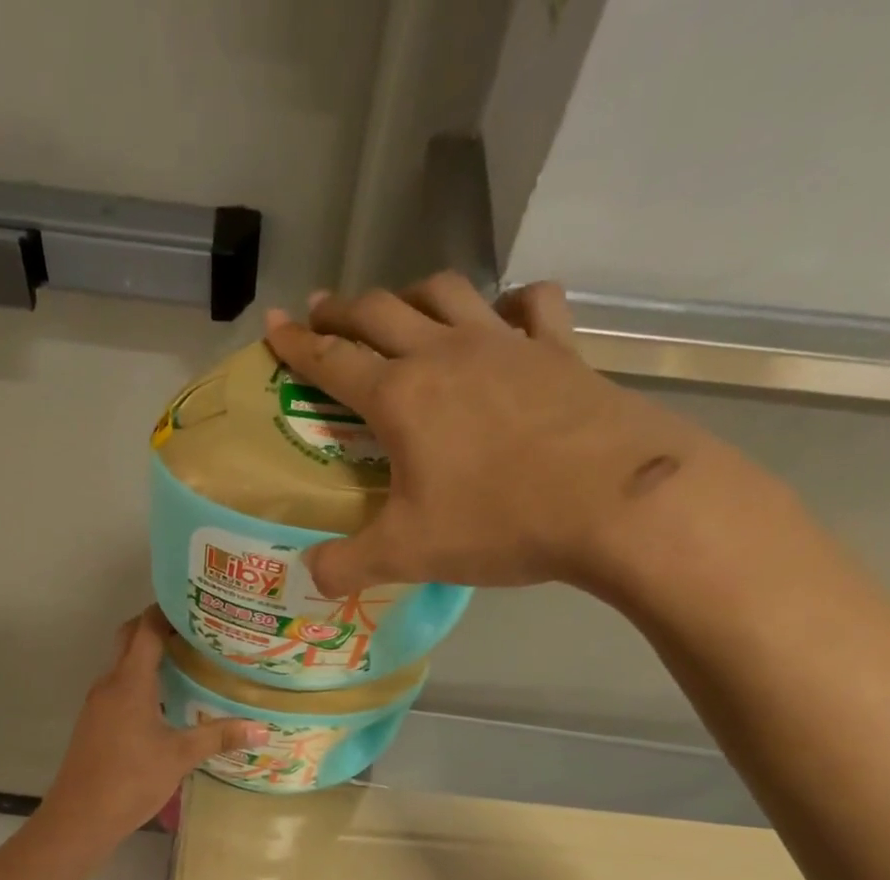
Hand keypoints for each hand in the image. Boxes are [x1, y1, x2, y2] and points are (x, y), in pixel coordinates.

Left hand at [41, 609, 265, 841]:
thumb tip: (263, 728)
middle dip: (158, 628)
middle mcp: (109, 684)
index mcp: (129, 682)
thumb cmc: (129, 780)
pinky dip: (141, 682)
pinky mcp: (95, 723)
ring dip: (150, 657)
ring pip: (123, 665)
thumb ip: (219, 737)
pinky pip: (120, 688)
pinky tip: (167, 700)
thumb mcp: (179, 757)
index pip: (146, 629)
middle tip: (197, 631)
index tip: (197, 605)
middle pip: (130, 640)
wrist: (79, 818)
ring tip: (189, 661)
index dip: (167, 611)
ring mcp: (98, 704)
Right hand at [263, 273, 716, 595]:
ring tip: (400, 308)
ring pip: (446, 293)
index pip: (332, 360)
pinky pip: (531, 305)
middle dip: (344, 310)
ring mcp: (506, 344)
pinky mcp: (559, 351)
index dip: (297, 343)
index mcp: (400, 396)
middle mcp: (445, 354)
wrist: (614, 502)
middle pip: (381, 311)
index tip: (274, 324)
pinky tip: (505, 317)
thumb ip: (348, 565)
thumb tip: (311, 576)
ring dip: (412, 294)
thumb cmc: (497, 522)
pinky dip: (510, 303)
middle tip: (323, 312)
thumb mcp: (407, 555)